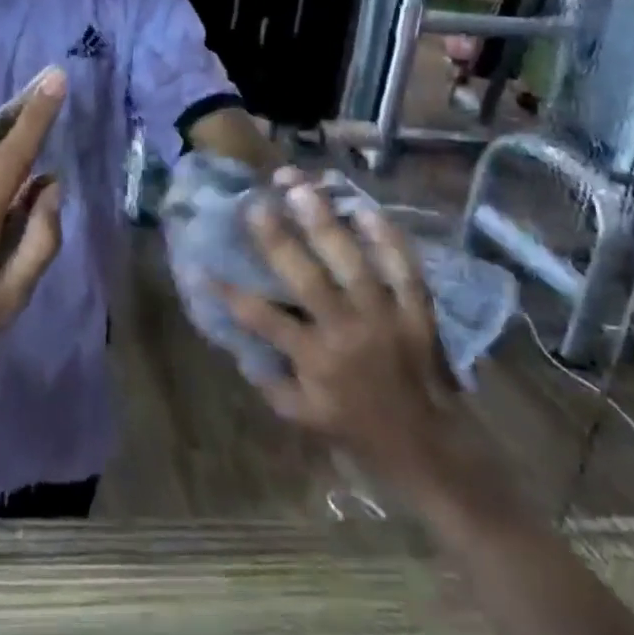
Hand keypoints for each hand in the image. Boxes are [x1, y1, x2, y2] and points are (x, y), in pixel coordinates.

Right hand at [224, 172, 501, 511]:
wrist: (430, 447)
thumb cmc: (357, 429)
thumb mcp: (301, 415)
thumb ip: (268, 378)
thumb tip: (238, 340)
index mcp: (315, 359)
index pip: (262, 318)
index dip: (230, 292)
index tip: (203, 266)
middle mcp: (346, 331)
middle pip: (306, 277)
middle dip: (277, 238)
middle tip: (256, 202)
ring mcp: (385, 316)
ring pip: (352, 261)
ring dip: (325, 222)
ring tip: (302, 186)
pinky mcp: (417, 311)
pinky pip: (403, 266)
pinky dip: (386, 236)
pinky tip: (365, 206)